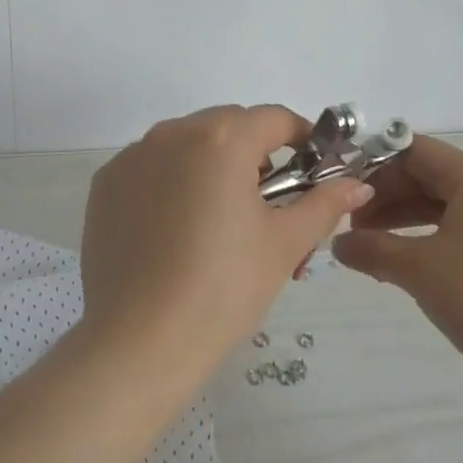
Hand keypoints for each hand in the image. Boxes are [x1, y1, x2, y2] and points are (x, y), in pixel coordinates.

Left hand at [80, 105, 371, 377]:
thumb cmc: (223, 289)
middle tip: (269, 206)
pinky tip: (176, 230)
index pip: (274, 119)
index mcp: (222, 138)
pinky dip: (172, 181)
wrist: (139, 343)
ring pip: (188, 143)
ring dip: (212, 165)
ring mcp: (133, 156)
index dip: (302, 138)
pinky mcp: (105, 183)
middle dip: (256, 155)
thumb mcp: (283, 245)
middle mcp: (173, 132)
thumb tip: (358, 186)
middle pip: (229, 126)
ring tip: (221, 222)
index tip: (313, 169)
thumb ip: (323, 205)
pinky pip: (151, 166)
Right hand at [331, 134, 462, 396]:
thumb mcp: (420, 270)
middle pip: (423, 174)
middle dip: (383, 195)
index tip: (340, 190)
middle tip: (349, 224)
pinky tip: (401, 261)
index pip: (410, 149)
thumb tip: (337, 244)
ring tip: (366, 245)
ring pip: (437, 203)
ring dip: (399, 218)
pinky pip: (453, 226)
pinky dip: (423, 236)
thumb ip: (372, 249)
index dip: (372, 165)